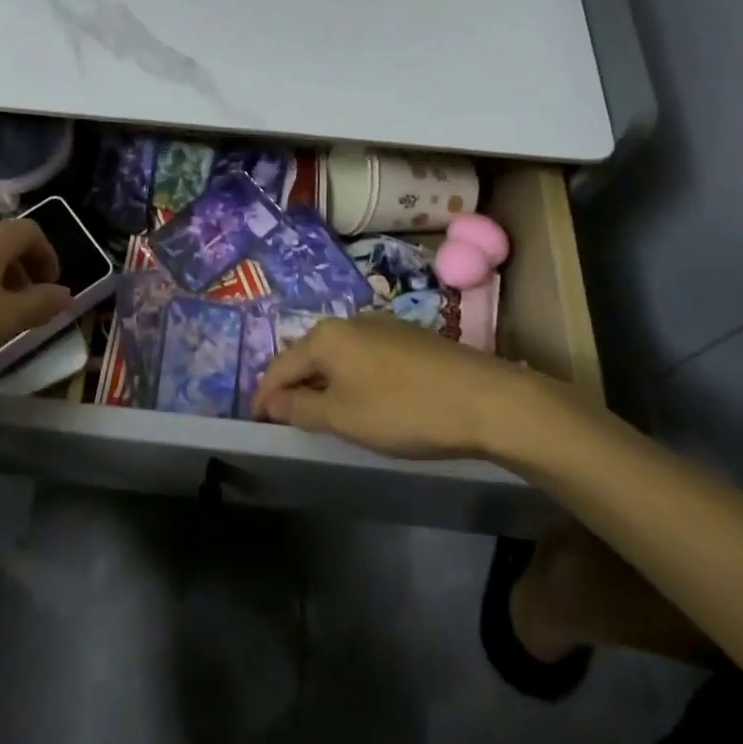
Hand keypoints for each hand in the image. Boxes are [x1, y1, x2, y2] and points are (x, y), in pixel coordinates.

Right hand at [254, 313, 567, 461]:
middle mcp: (350, 321)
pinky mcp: (410, 338)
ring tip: (323, 412)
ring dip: (325, 382)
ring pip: (339, 356)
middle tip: (286, 418)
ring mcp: (383, 326)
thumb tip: (272, 401)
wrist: (485, 399)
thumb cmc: (402, 409)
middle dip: (294, 386)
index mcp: (326, 336)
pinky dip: (353, 378)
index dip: (265, 395)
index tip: (256, 421)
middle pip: (309, 356)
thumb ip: (300, 408)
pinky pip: (365, 358)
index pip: (281, 366)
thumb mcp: (343, 417)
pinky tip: (365, 400)